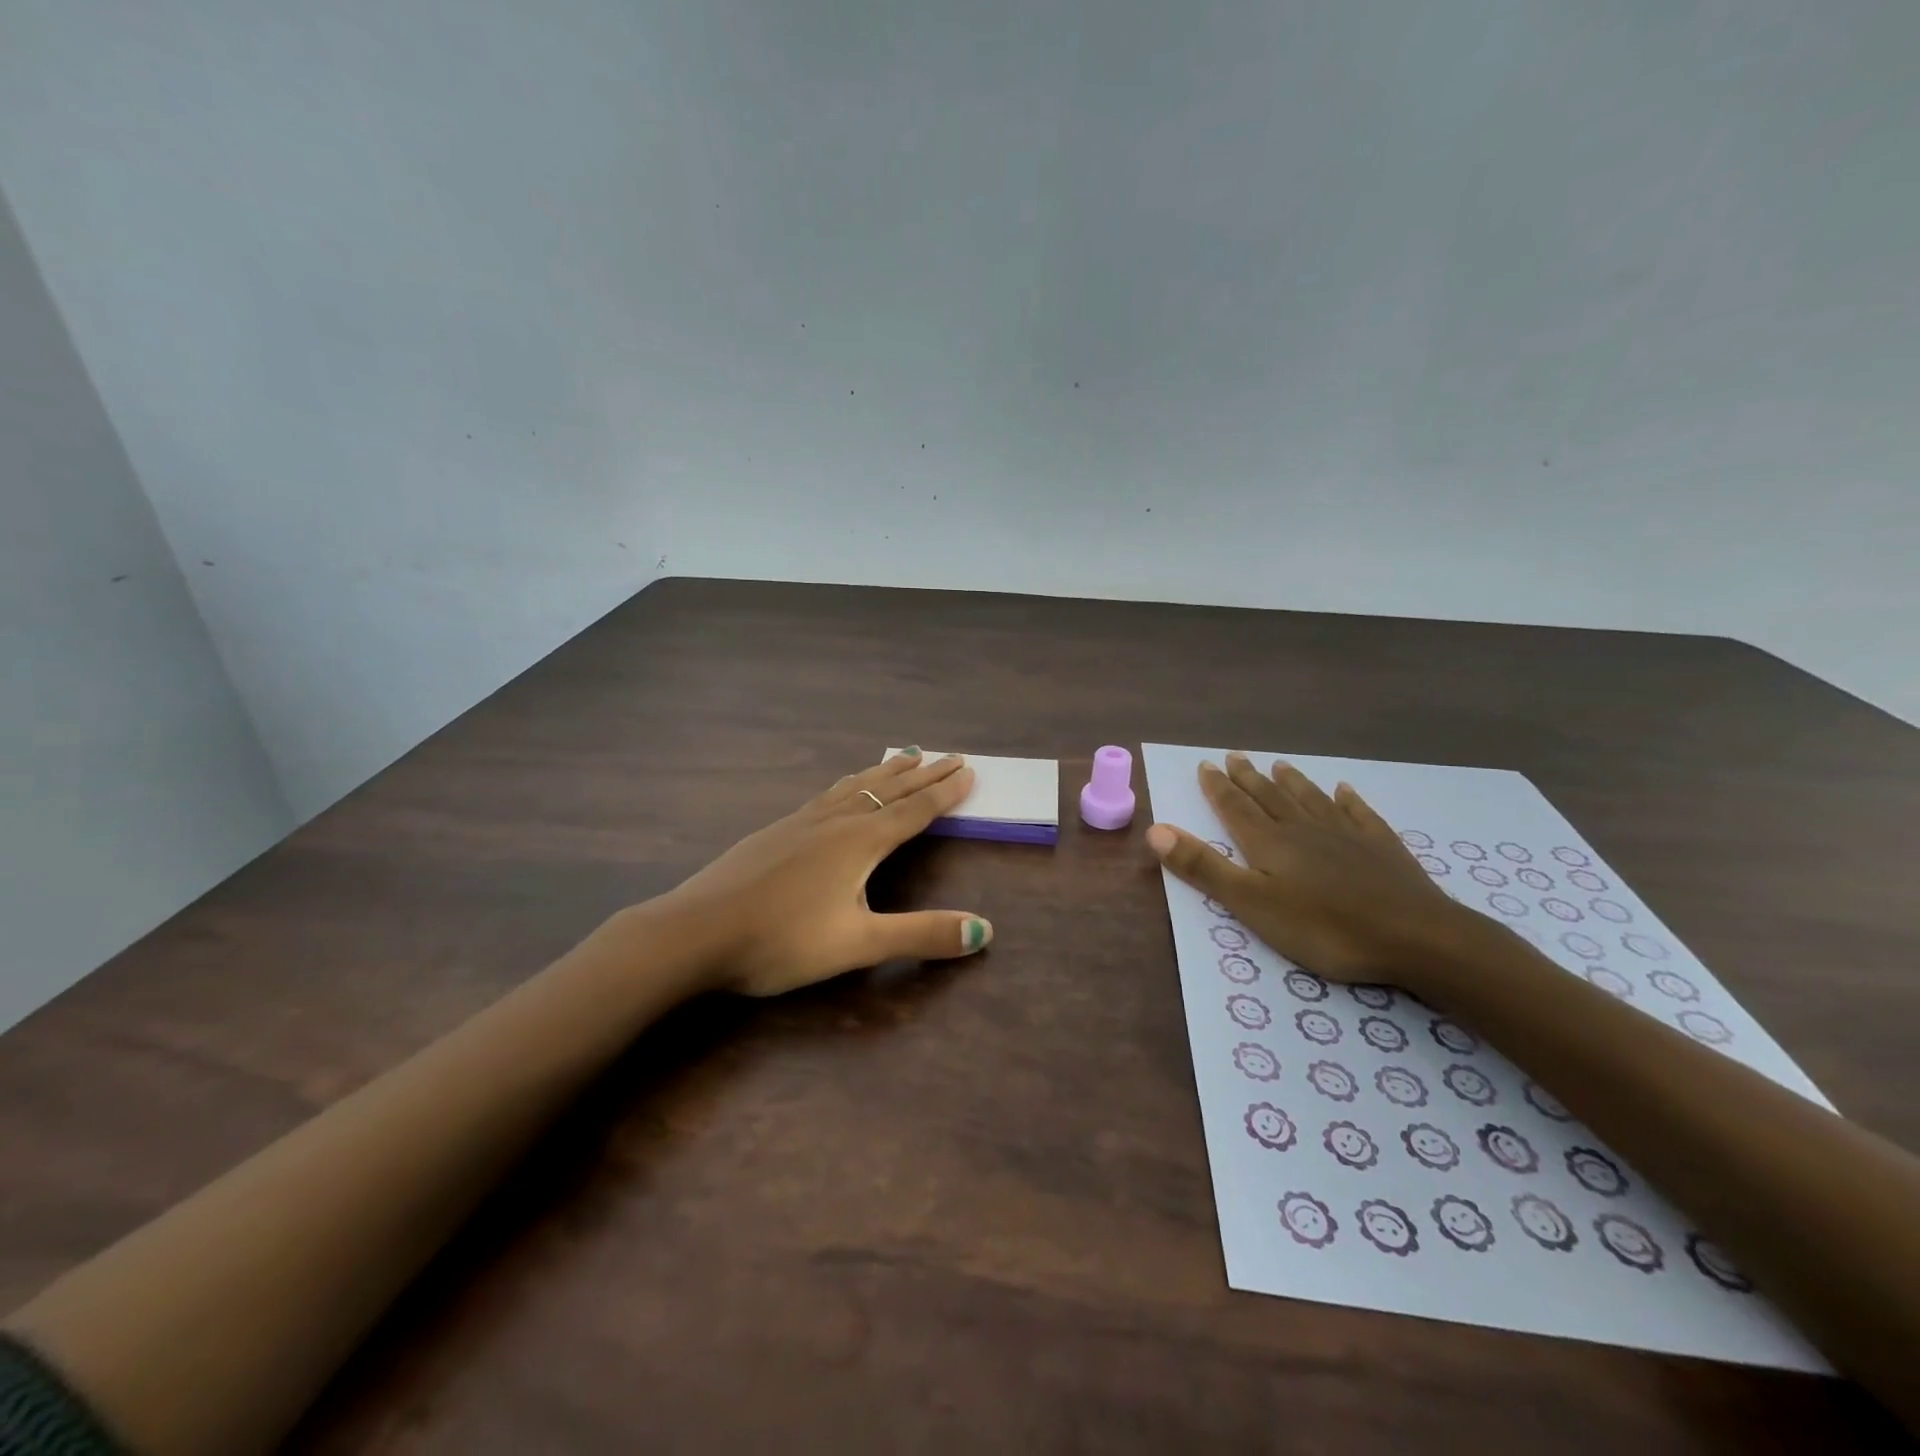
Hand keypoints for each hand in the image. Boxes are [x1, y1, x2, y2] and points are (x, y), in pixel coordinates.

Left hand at [662, 751, 992, 996]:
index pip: (914, 810)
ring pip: (856, 786)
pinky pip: (828, 794)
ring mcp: (801, 821)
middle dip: (923, 775)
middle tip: (950, 756)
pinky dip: (852, 783)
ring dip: (887, 771)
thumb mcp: (858, 945)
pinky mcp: (776, 830)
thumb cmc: (781, 940)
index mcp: (860, 841)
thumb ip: (921, 935)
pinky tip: (841, 790)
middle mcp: (835, 821)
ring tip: (906, 755)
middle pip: (889, 790)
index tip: (968, 770)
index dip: (944, 793)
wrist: (695, 931)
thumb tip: (984, 931)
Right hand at [1146, 753, 1472, 986]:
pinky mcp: (1383, 849)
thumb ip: (1204, 867)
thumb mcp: (1252, 904)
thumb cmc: (1325, 927)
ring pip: (1311, 800)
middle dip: (1249, 778)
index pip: (1236, 807)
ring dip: (1292, 782)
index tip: (1206, 764)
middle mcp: (1304, 829)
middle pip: (1270, 797)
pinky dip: (1348, 800)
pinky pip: (1359, 814)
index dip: (1218, 787)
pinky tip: (1344, 789)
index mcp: (1270, 843)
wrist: (1417, 937)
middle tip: (1234, 756)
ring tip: (1279, 764)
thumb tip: (1155, 829)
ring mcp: (1347, 836)